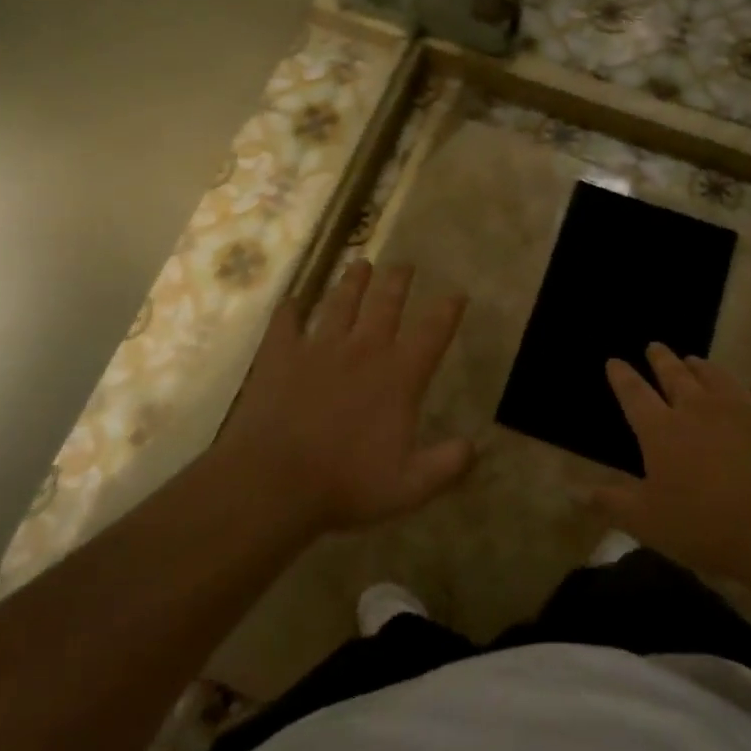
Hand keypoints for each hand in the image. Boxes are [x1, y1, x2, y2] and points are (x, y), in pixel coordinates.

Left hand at [218, 261, 470, 537]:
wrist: (274, 481)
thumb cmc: (346, 484)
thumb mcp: (409, 486)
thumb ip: (447, 465)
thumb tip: (476, 446)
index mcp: (398, 376)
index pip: (432, 332)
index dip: (447, 310)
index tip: (457, 292)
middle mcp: (363, 349)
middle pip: (385, 303)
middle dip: (398, 281)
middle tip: (405, 264)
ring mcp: (319, 348)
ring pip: (341, 303)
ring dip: (353, 282)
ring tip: (361, 263)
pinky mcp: (281, 355)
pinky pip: (285, 323)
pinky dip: (289, 310)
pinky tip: (291, 301)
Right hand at [587, 343, 750, 581]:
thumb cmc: (705, 527)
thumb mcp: (647, 522)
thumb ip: (610, 502)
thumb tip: (571, 490)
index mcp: (662, 430)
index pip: (634, 394)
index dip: (622, 376)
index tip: (614, 361)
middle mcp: (698, 408)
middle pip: (675, 375)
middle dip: (661, 359)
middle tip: (655, 346)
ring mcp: (741, 409)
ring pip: (716, 377)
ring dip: (702, 367)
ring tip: (694, 360)